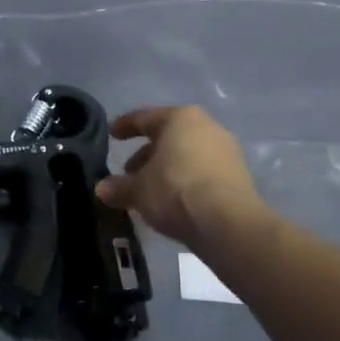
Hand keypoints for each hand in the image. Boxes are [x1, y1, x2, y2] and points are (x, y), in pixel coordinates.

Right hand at [96, 106, 265, 247]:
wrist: (228, 223)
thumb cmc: (175, 190)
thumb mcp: (138, 190)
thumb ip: (118, 187)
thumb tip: (101, 189)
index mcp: (180, 118)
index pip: (145, 118)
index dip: (125, 126)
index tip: (112, 134)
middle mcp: (206, 127)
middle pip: (168, 137)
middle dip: (146, 154)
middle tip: (128, 172)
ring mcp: (226, 151)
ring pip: (187, 155)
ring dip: (166, 169)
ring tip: (149, 191)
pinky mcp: (238, 176)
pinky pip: (203, 171)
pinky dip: (185, 181)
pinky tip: (173, 200)